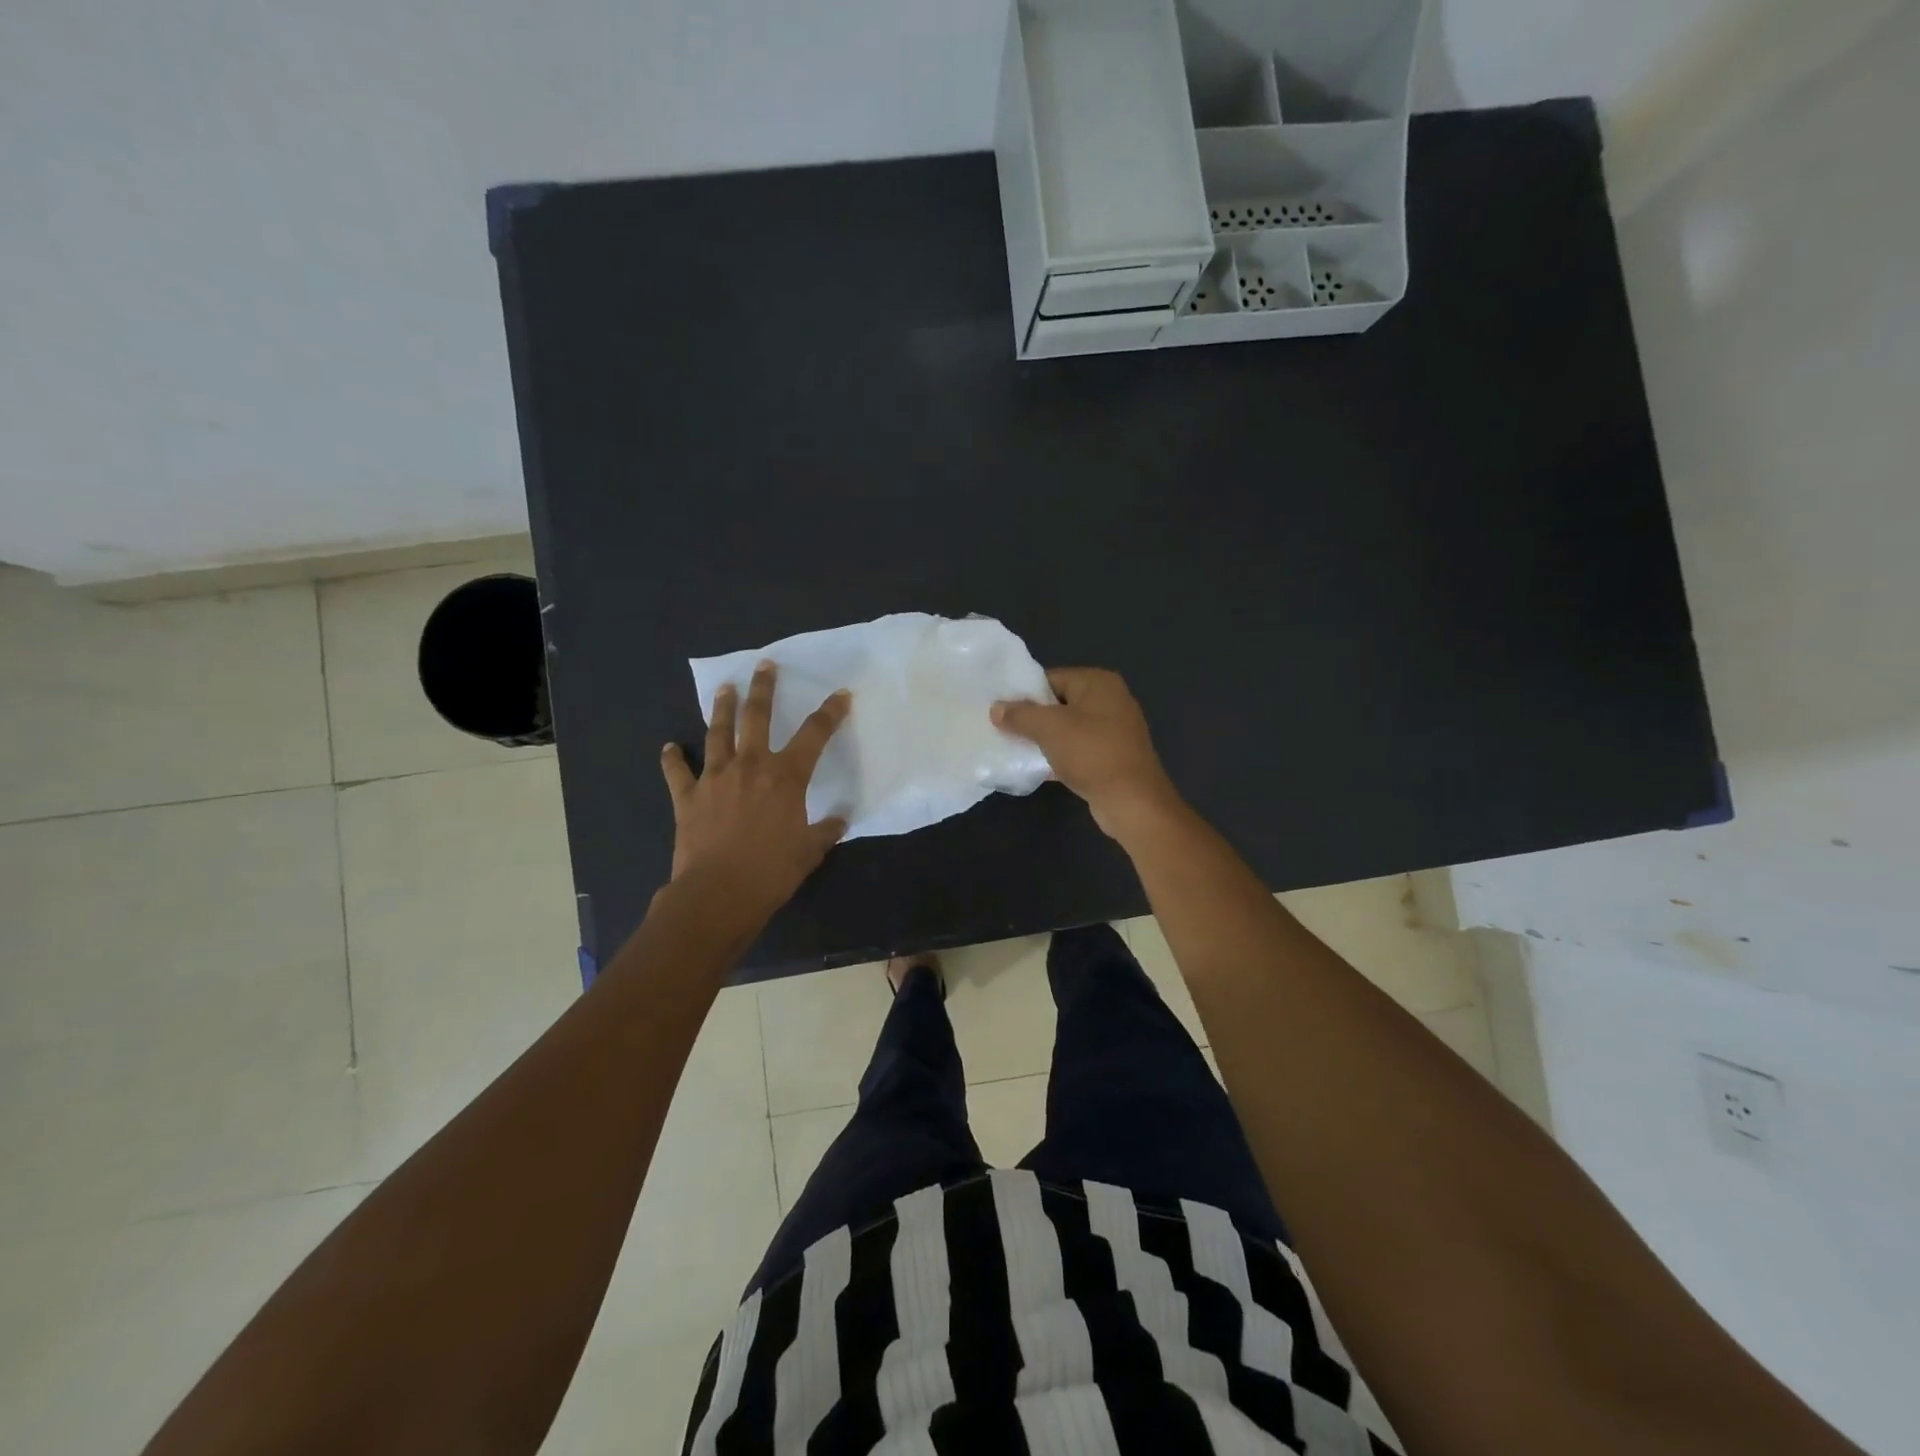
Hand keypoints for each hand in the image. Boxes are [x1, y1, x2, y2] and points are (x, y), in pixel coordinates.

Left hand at [660, 661, 851, 915]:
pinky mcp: (687, 796)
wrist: (717, 894)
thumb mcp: (809, 852)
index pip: (814, 734)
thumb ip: (825, 831)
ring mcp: (715, 777)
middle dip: (764, 688)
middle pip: (757, 716)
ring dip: (721, 708)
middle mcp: (750, 766)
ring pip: (717, 732)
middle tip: (765, 665)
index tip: (840, 695)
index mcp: (786, 777)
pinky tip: (669, 747)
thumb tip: (840, 820)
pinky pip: (677, 771)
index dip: (830, 712)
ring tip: (724, 688)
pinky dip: (672, 758)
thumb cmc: (771, 872)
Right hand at [991, 667, 1180, 839]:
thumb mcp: (1049, 728)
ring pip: (1069, 728)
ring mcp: (1115, 730)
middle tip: (1004, 730)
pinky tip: (1038, 768)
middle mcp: (1111, 700)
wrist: (1132, 800)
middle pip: (1060, 703)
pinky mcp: (1113, 757)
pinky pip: (1079, 749)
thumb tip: (996, 708)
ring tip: (1016, 749)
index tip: (1001, 710)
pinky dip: (1060, 756)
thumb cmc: (1091, 753)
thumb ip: (1020, 714)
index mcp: (1098, 682)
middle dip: (1033, 718)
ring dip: (1045, 739)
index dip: (1024, 693)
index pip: (1051, 678)